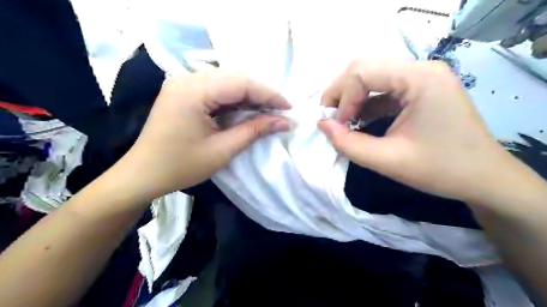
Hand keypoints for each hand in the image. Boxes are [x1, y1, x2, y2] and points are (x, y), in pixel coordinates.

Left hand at [118, 69, 292, 199]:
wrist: (142, 175)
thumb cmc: (180, 166)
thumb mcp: (222, 150)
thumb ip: (255, 130)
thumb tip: (284, 122)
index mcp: (193, 90)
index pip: (242, 82)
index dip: (269, 94)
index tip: (289, 108)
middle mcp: (188, 79)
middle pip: (235, 78)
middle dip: (261, 94)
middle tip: (280, 111)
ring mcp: (184, 84)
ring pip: (227, 82)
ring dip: (250, 97)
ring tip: (268, 112)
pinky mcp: (184, 92)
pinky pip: (217, 90)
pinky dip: (235, 100)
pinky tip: (247, 111)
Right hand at [319, 59, 515, 202]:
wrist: (484, 179)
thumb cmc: (441, 170)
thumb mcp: (388, 160)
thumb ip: (348, 143)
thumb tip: (321, 124)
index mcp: (420, 79)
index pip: (362, 72)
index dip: (342, 98)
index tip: (337, 126)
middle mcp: (421, 69)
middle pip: (365, 68)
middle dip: (341, 93)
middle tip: (331, 119)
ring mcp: (421, 78)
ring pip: (371, 76)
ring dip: (351, 98)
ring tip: (341, 122)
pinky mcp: (419, 89)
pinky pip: (382, 89)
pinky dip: (364, 104)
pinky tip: (358, 122)